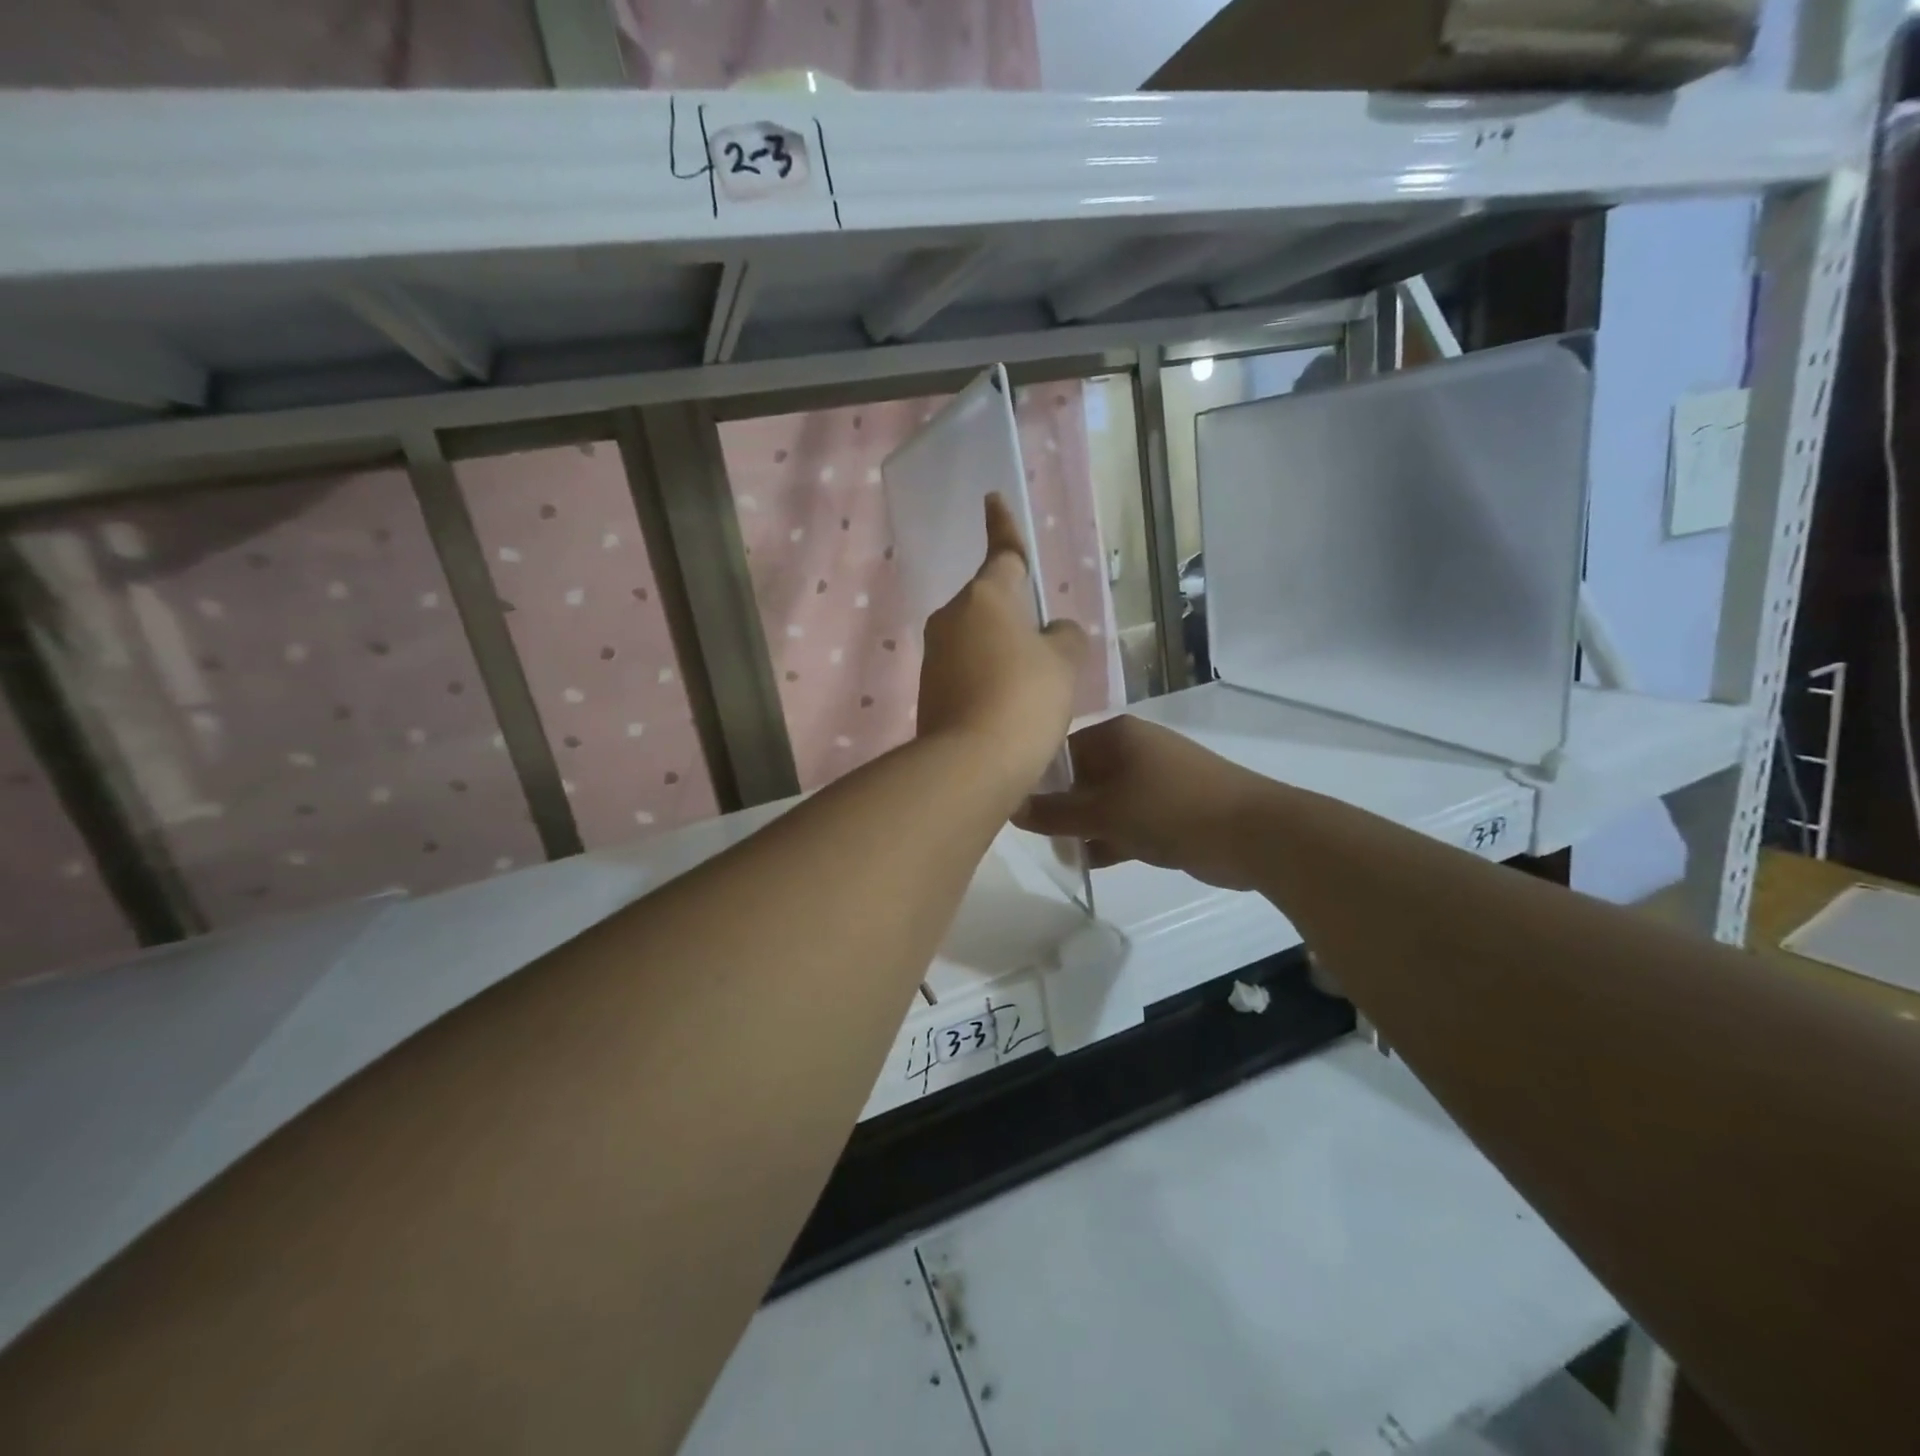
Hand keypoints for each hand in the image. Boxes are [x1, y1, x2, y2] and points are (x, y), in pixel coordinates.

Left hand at [917, 495, 1087, 803]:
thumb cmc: (1025, 699)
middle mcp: (952, 618)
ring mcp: (934, 655)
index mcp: (987, 596)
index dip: (1004, 525)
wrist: (970, 764)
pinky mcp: (928, 690)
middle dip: (1016, 616)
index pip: (1004, 553)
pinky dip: (988, 680)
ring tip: (1033, 691)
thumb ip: (1064, 637)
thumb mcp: (1063, 663)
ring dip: (1004, 653)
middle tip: (1047, 649)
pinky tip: (1008, 711)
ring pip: (979, 640)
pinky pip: (967, 671)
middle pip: (992, 604)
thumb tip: (1053, 632)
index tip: (992, 498)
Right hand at [1015, 715, 1271, 891]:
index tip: (1014, 807)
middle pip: (1081, 777)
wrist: (1253, 833)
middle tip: (1035, 836)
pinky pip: (1126, 820)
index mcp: (1116, 735)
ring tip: (1060, 854)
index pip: (1060, 749)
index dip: (1035, 777)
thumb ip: (1055, 813)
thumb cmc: (1169, 809)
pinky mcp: (1169, 810)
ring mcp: (1154, 781)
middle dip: (1059, 807)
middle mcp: (1133, 751)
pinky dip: (1109, 838)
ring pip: (1103, 802)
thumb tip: (1011, 808)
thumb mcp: (1104, 812)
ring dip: (1083, 827)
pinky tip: (1088, 862)